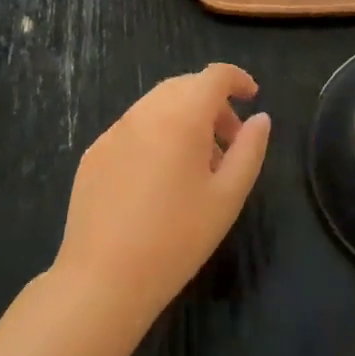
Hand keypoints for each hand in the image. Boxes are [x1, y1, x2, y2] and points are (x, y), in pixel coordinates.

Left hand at [53, 63, 270, 329]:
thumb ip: (250, 150)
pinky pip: (133, 128)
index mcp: (181, 116)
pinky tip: (158, 180)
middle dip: (212, 102)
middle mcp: (145, 112)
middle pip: (184, 86)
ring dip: (183, 118)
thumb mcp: (227, 197)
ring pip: (157, 105)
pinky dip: (155, 135)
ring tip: (197, 164)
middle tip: (229, 140)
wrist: (103, 279)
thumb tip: (260, 118)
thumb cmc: (177, 238)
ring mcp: (114, 131)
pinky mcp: (94, 153)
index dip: (237, 79)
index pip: (213, 76)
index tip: (252, 97)